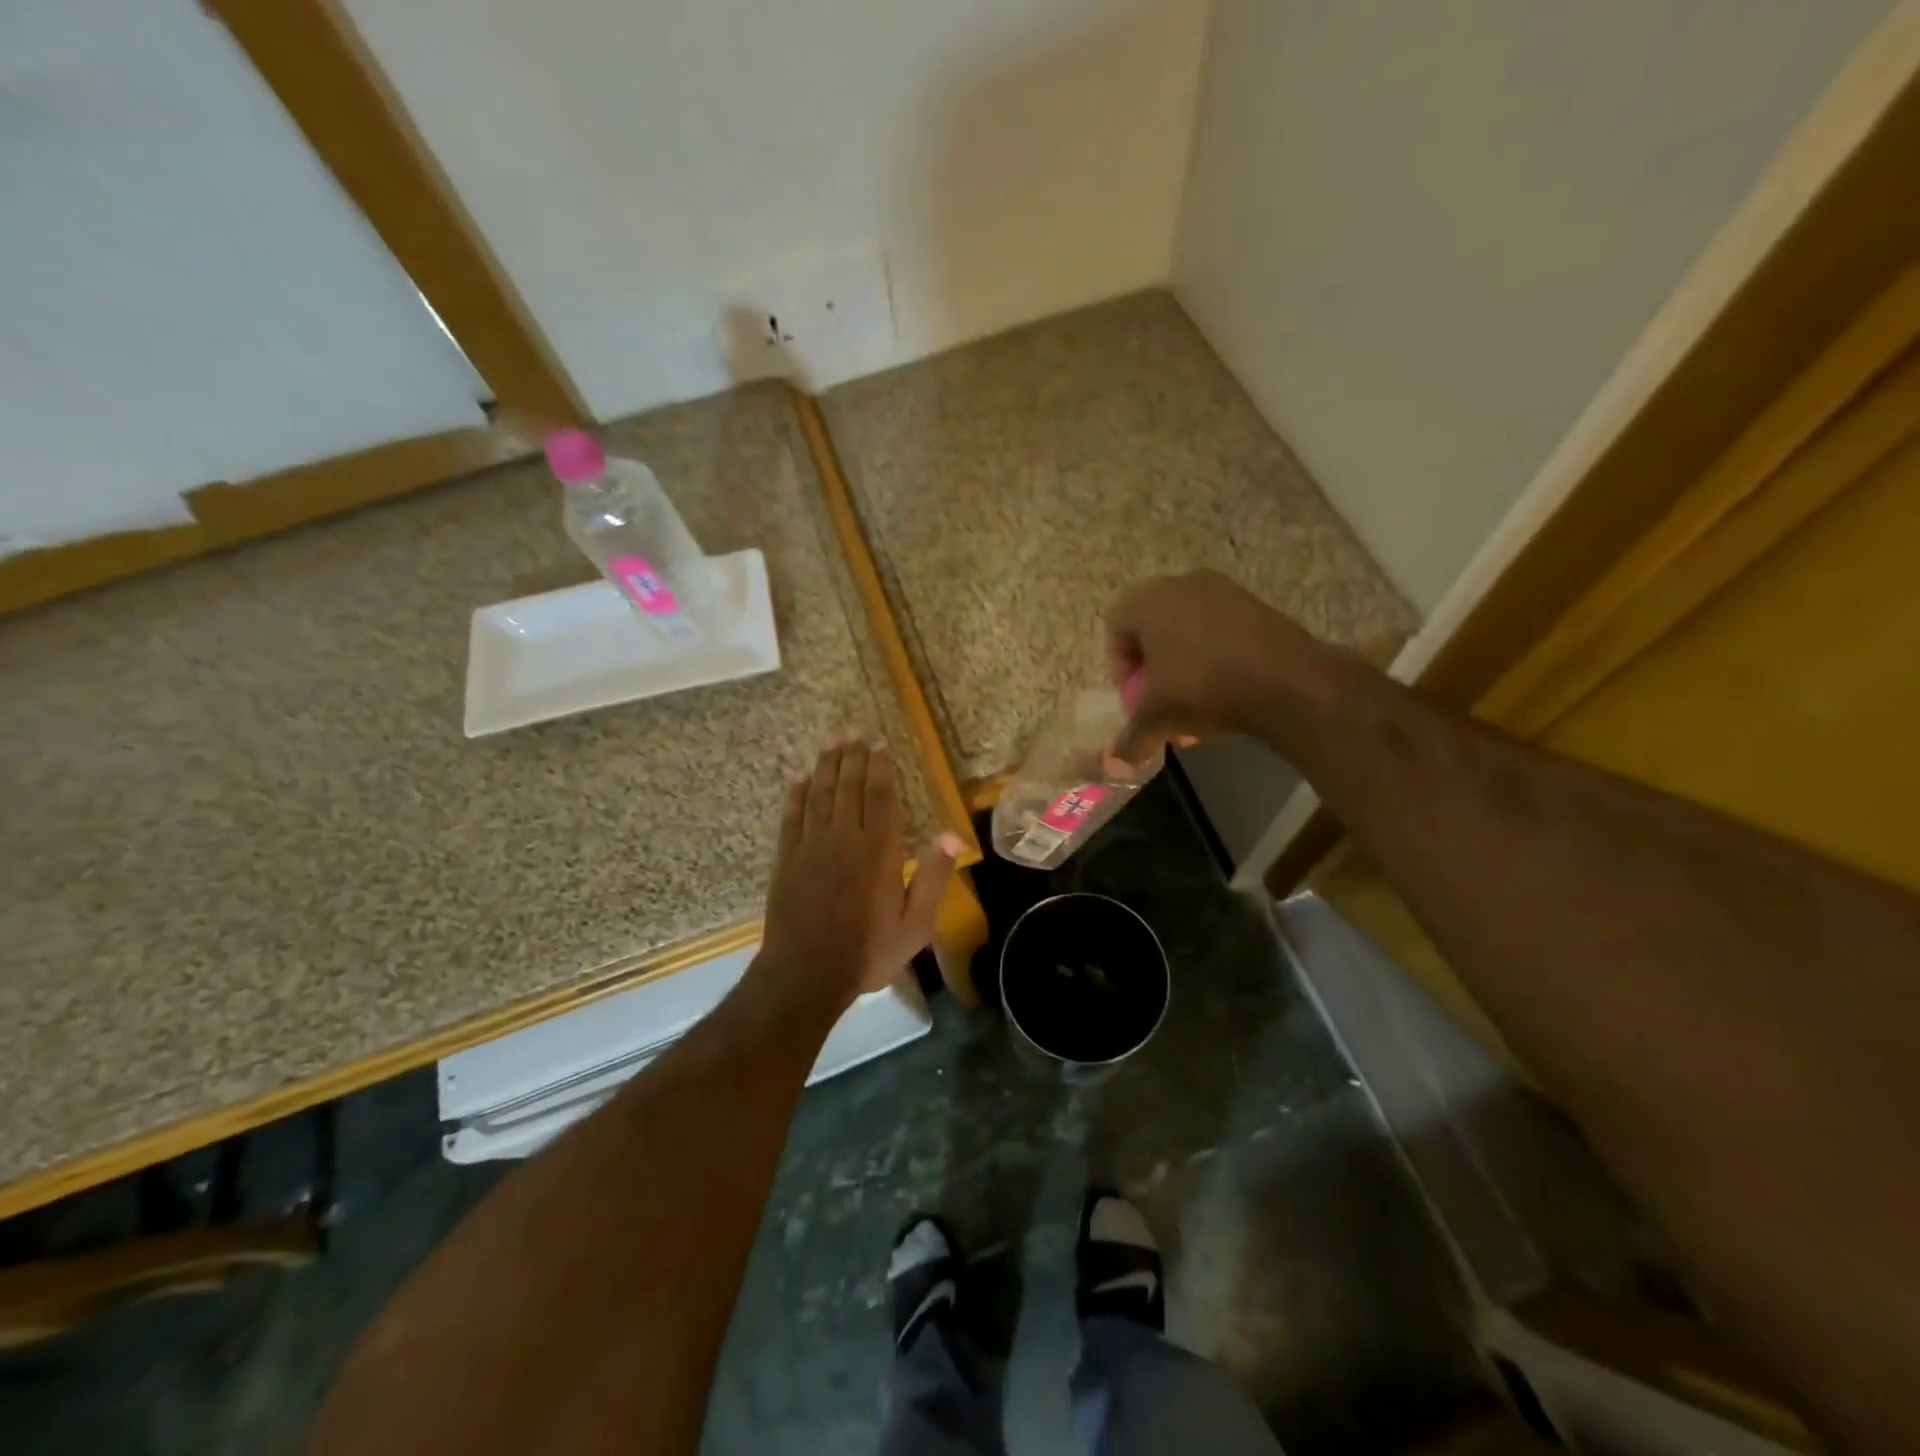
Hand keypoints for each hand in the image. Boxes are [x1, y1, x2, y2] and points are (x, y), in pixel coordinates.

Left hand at [758, 736, 961, 1004]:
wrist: (806, 974)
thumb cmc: (867, 951)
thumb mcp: (915, 924)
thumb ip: (933, 878)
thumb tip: (952, 835)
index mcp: (878, 851)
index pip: (881, 798)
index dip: (881, 768)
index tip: (879, 744)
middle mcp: (843, 839)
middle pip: (848, 788)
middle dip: (852, 757)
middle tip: (852, 730)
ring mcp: (811, 847)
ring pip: (819, 795)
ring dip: (825, 766)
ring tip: (830, 740)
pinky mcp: (786, 860)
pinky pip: (791, 817)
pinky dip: (795, 795)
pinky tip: (799, 778)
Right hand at [1106, 570, 1332, 761]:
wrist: (1288, 681)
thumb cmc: (1203, 688)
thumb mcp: (1157, 719)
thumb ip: (1130, 739)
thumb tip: (1114, 768)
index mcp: (1148, 601)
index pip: (1116, 626)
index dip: (1120, 665)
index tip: (1135, 696)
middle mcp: (1182, 584)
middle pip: (1152, 627)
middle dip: (1153, 667)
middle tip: (1161, 700)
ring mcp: (1223, 590)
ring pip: (1188, 629)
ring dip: (1184, 664)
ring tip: (1195, 702)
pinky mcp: (1256, 604)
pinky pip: (1220, 628)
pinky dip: (1215, 656)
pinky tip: (1226, 691)